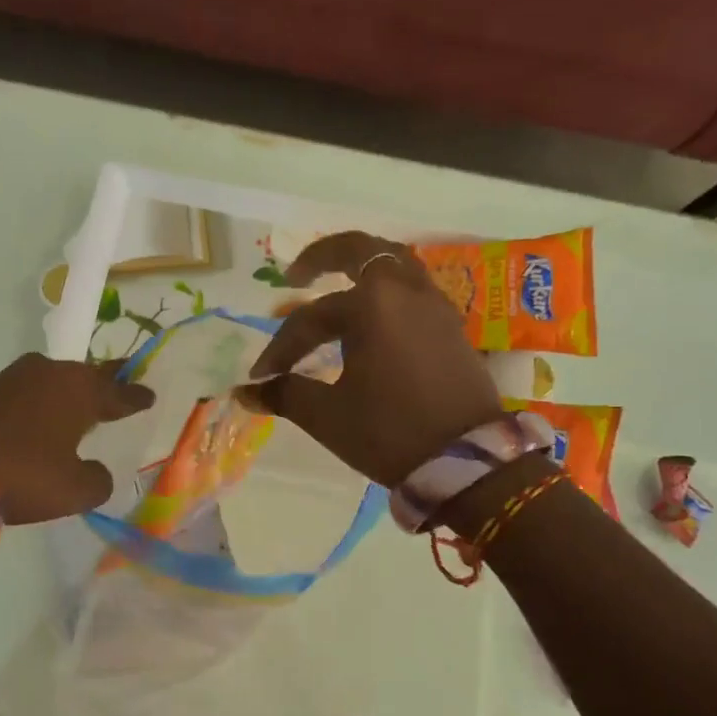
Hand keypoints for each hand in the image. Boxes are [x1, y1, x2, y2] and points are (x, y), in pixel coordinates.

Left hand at [0, 354, 154, 522]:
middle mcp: (52, 372)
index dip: (136, 397)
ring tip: (81, 406)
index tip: (150, 395)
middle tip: (121, 387)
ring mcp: (15, 376)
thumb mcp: (74, 490)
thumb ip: (97, 480)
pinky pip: (29, 392)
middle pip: (88, 377)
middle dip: (106, 384)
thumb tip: (95, 471)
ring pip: (56, 382)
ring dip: (69, 394)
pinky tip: (41, 418)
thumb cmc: (23, 474)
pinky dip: (41, 404)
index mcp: (81, 390)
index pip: (120, 393)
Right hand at [234, 232, 502, 486]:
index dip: (281, 347)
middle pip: (362, 252)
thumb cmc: (391, 433)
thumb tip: (245, 392)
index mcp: (372, 306)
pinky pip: (413, 289)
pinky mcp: (451, 327)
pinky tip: (374, 316)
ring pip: (395, 264)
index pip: (311, 318)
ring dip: (363, 267)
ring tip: (337, 284)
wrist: (470, 463)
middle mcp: (405, 293)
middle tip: (296, 275)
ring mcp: (434, 307)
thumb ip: (285, 394)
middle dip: (323, 258)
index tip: (262, 377)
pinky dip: (388, 290)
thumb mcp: (328, 416)